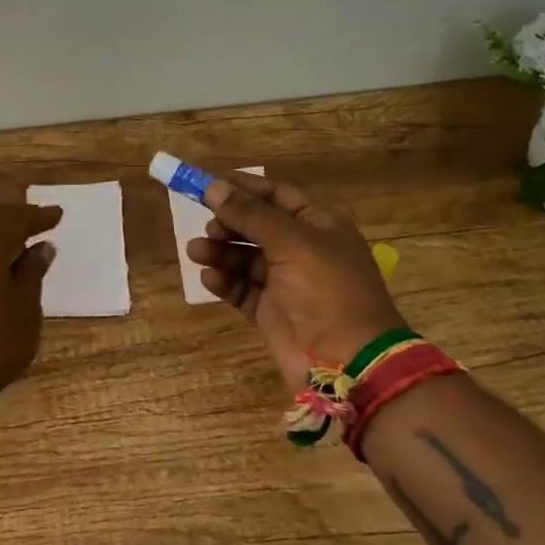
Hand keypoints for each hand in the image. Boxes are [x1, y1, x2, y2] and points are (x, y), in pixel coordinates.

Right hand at [185, 170, 405, 389]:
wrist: (349, 362)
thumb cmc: (327, 291)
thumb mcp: (291, 243)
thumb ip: (250, 214)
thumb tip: (213, 186)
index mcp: (319, 226)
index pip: (277, 196)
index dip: (244, 187)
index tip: (208, 182)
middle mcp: (303, 251)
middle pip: (257, 226)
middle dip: (229, 223)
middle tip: (207, 227)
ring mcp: (287, 284)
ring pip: (245, 258)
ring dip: (220, 252)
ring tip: (196, 252)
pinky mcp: (271, 312)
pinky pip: (242, 289)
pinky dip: (225, 281)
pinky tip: (210, 278)